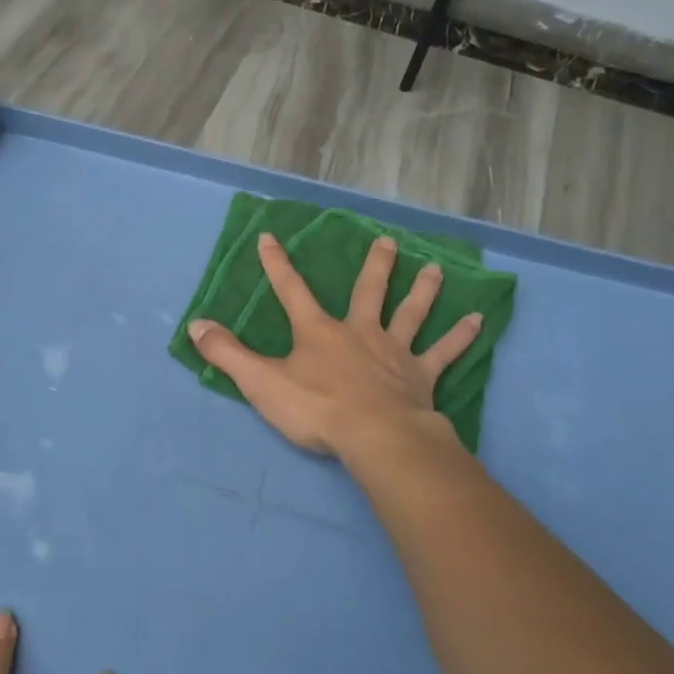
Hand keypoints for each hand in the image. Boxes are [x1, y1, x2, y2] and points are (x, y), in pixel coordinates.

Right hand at [188, 232, 482, 457]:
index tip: (270, 237)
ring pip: (411, 313)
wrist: (375, 436)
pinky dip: (460, 337)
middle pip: (369, 291)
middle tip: (387, 241)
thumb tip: (195, 325)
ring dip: (422, 290)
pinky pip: (444, 353)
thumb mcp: (260, 382)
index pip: (291, 290)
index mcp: (318, 332)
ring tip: (434, 269)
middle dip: (375, 266)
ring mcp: (394, 352)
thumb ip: (227, 354)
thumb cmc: (316, 409)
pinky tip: (478, 320)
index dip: (277, 264)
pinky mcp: (421, 376)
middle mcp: (359, 332)